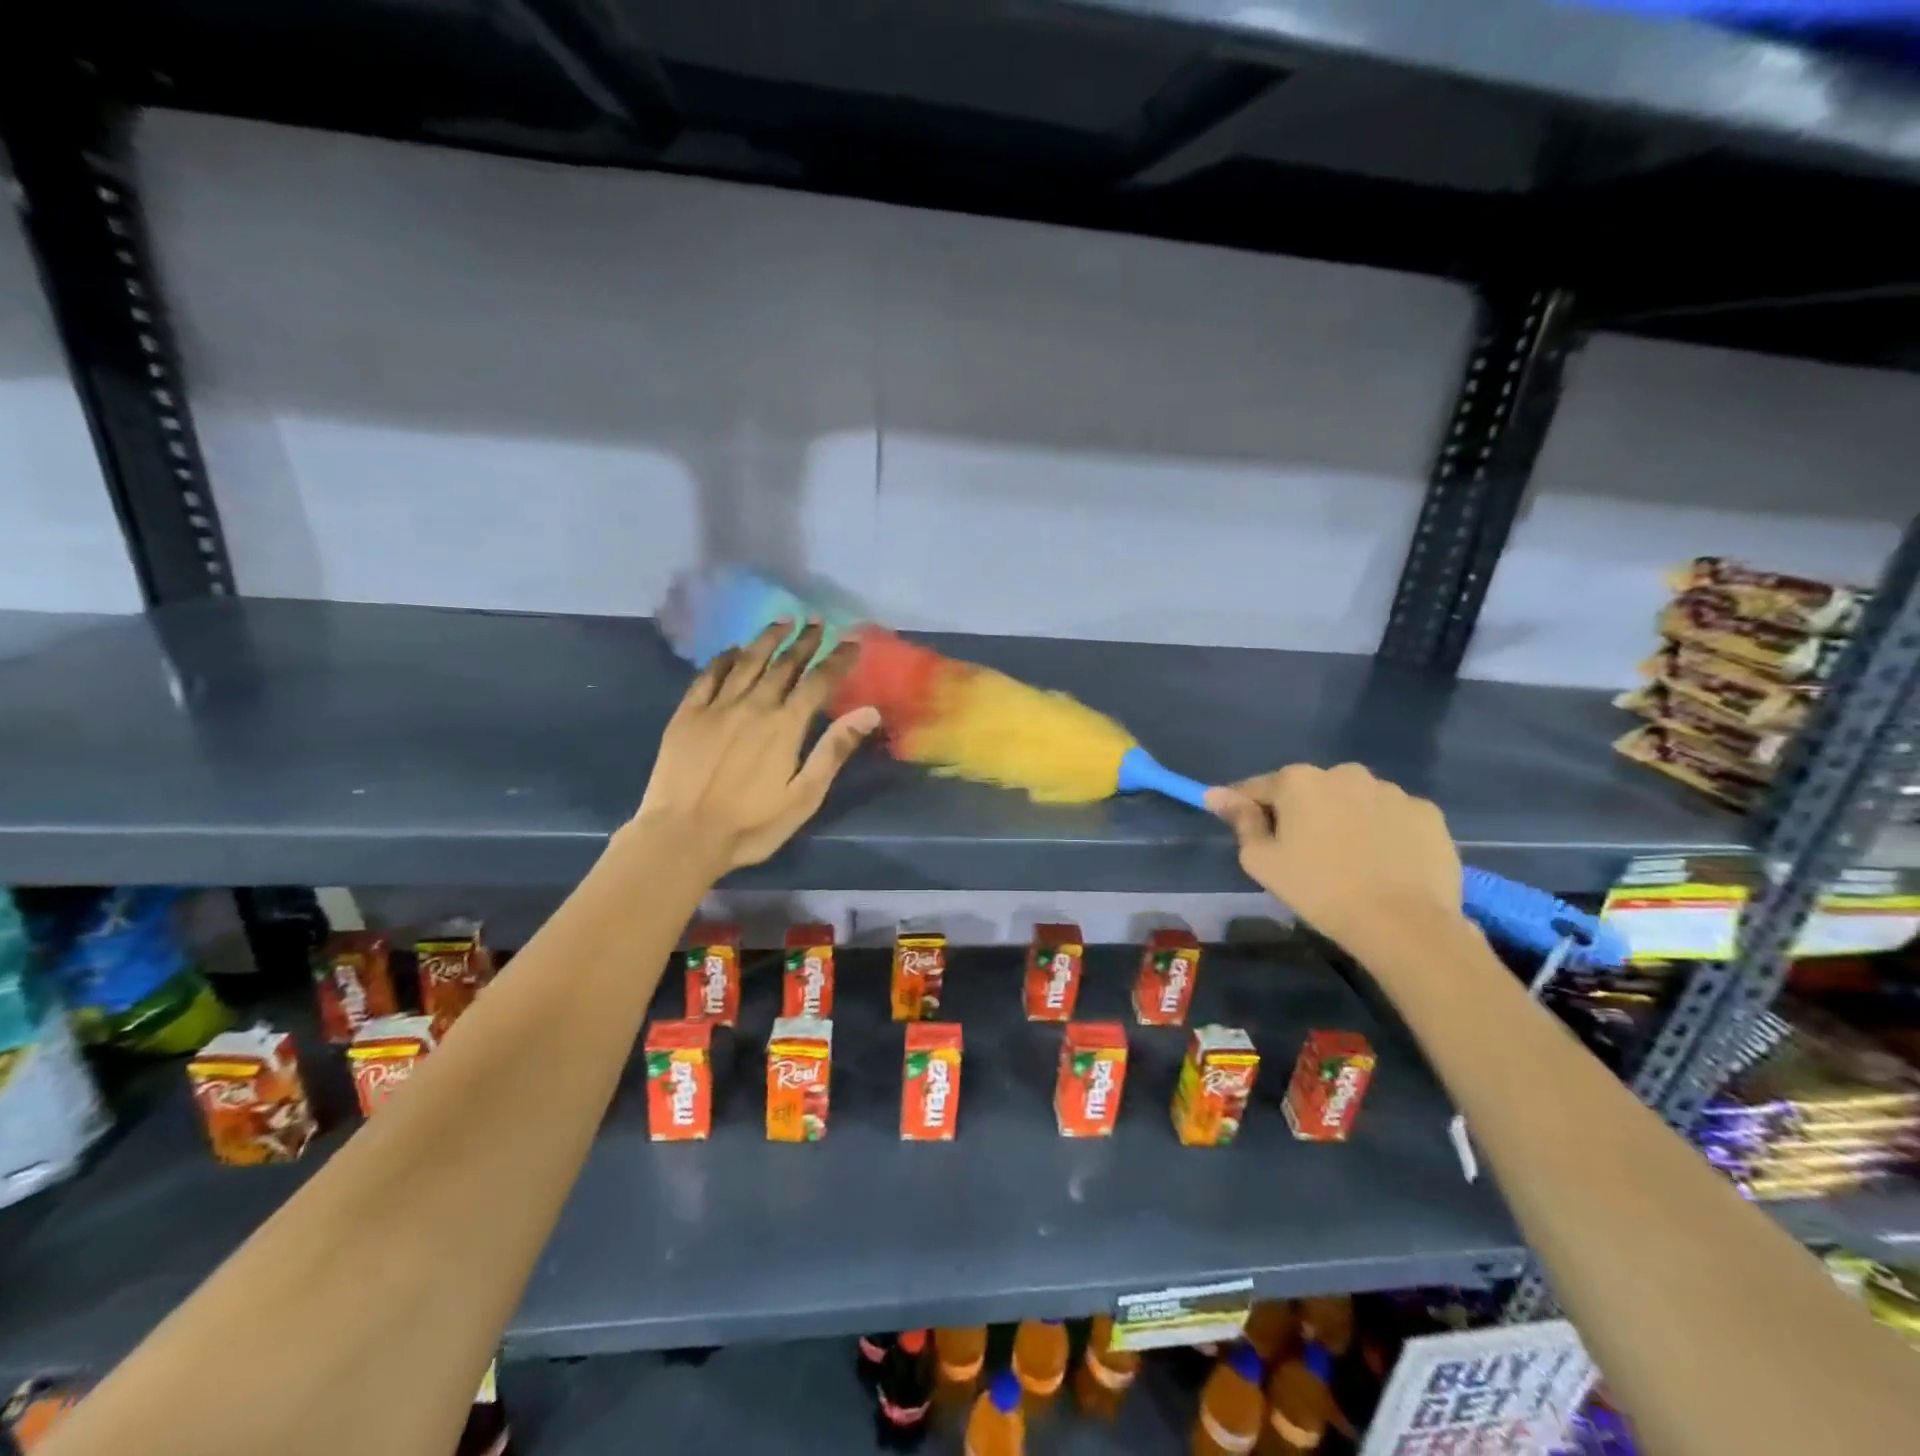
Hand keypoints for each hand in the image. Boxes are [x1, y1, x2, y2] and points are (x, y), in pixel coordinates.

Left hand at [633, 620, 880, 875]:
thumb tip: (869, 712)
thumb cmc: (751, 824)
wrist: (682, 836)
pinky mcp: (687, 715)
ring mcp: (717, 707)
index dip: (837, 660)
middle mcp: (753, 706)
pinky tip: (732, 650)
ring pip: (747, 662)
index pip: (818, 682)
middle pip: (783, 665)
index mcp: (784, 726)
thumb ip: (834, 750)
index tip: (851, 642)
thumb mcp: (804, 796)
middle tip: (817, 622)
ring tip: (782, 621)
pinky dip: (724, 659)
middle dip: (804, 642)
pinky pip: (708, 676)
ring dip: (767, 640)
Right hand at [1204, 763, 1464, 952]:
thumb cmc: (1319, 890)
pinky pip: (1392, 817)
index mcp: (1299, 781)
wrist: (1404, 924)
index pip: (1258, 787)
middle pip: (1309, 790)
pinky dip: (1384, 832)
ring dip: (1345, 819)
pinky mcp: (1428, 813)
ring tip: (1349, 860)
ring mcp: (1391, 791)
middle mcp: (1344, 773)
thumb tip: (1215, 794)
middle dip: (1302, 813)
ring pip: (1354, 800)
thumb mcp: (1262, 861)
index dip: (1247, 808)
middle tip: (1302, 853)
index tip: (1245, 830)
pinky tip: (1384, 863)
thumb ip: (1240, 821)